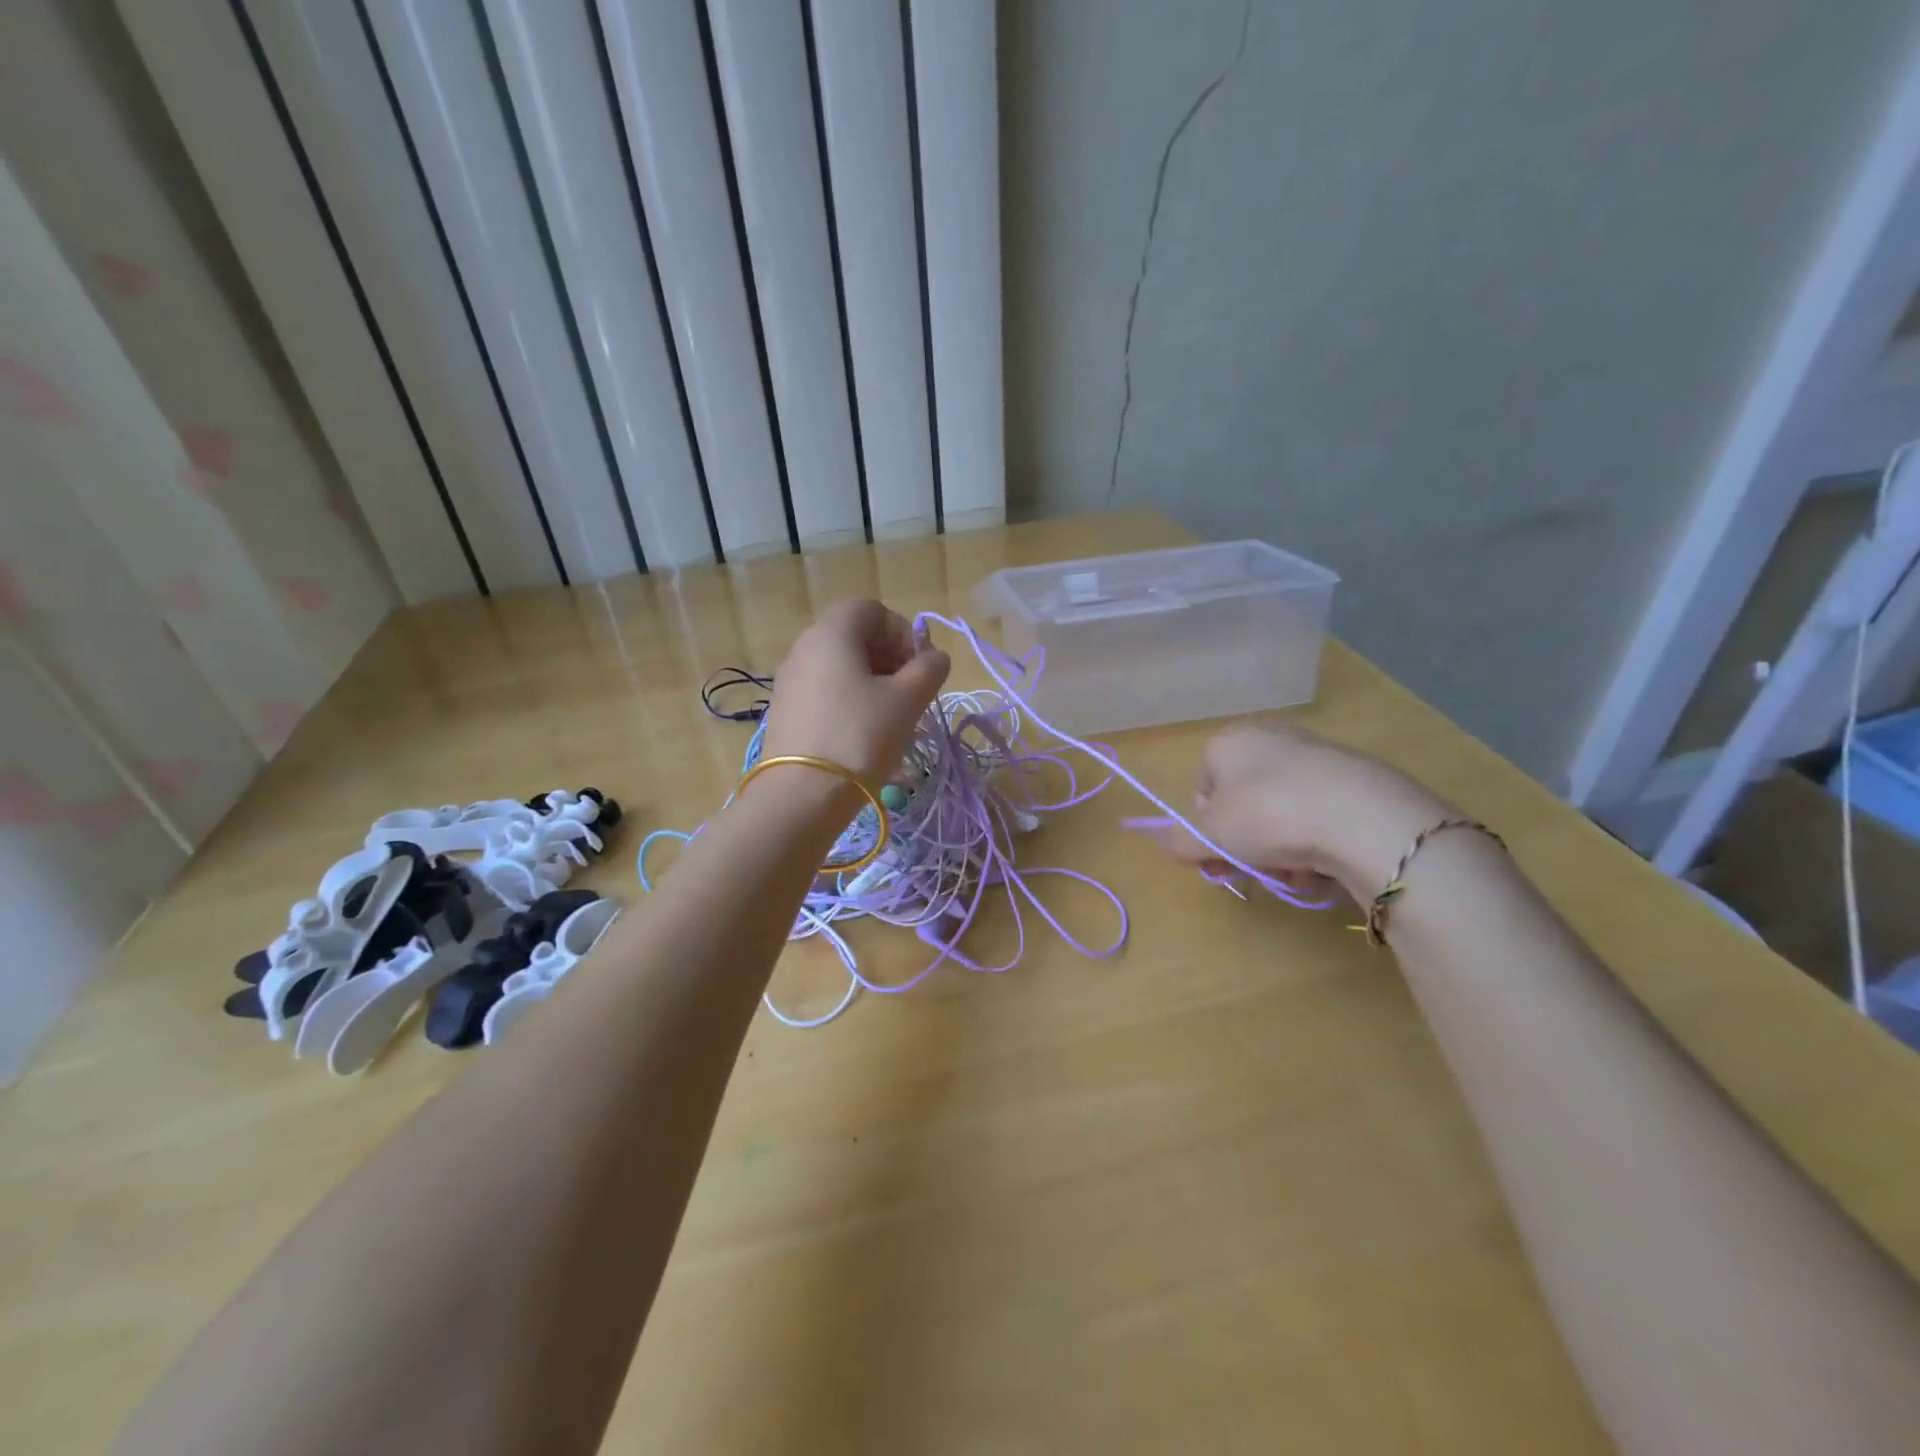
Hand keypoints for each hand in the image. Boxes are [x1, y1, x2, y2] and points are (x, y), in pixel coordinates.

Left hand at [760, 599, 950, 784]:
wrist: (801, 796)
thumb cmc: (861, 736)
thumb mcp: (908, 700)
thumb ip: (929, 669)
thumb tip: (934, 657)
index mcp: (832, 633)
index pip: (872, 610)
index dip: (903, 633)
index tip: (920, 668)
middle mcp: (804, 648)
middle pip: (855, 637)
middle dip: (891, 658)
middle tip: (912, 693)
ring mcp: (790, 681)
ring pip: (841, 667)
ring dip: (874, 682)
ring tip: (894, 718)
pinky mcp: (786, 712)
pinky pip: (826, 691)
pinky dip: (851, 701)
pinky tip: (866, 734)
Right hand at [1146, 723, 1451, 900]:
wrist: (1361, 817)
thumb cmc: (1266, 816)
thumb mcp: (1207, 836)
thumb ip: (1179, 841)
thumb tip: (1170, 843)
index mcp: (1227, 743)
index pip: (1202, 790)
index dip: (1207, 830)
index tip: (1217, 860)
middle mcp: (1268, 739)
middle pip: (1243, 805)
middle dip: (1245, 845)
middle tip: (1253, 874)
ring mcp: (1314, 756)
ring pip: (1281, 815)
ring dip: (1280, 852)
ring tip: (1294, 874)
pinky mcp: (1354, 778)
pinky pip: (1319, 817)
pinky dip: (1315, 843)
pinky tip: (1324, 866)